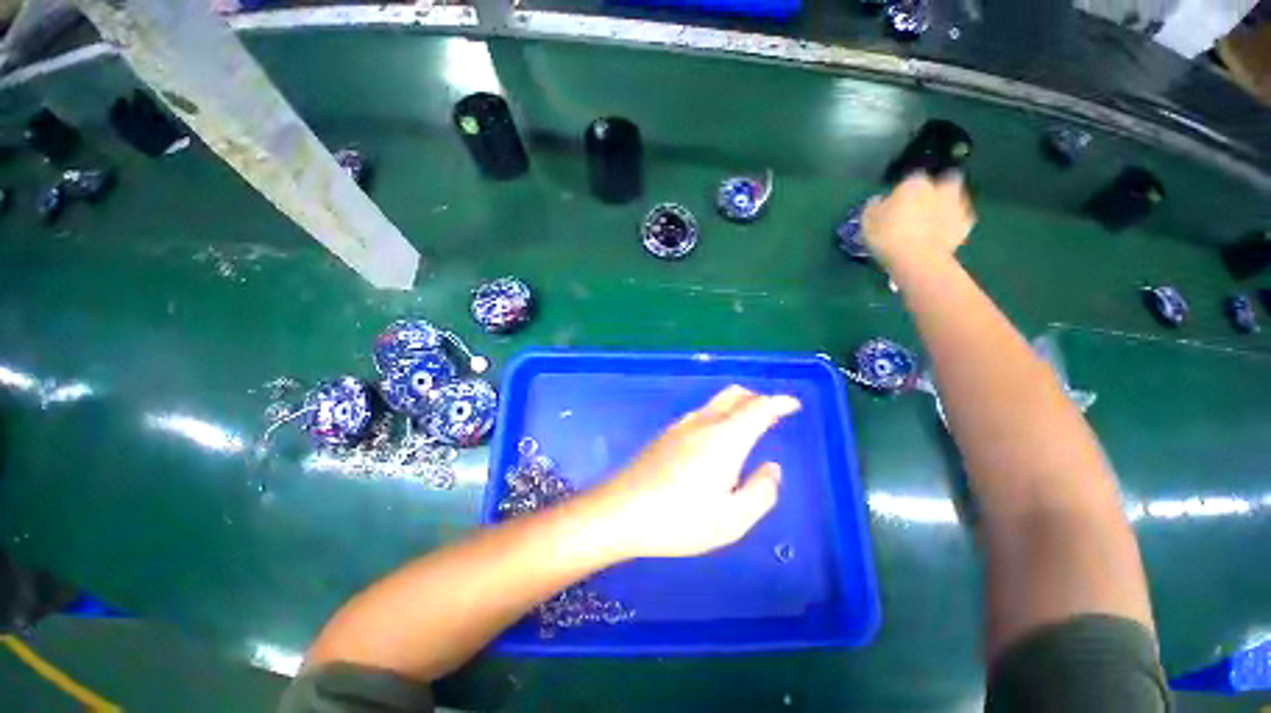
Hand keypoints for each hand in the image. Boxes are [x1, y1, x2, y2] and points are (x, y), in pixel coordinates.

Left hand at [586, 386, 800, 559]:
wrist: (620, 511)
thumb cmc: (679, 519)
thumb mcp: (732, 519)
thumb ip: (762, 492)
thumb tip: (772, 468)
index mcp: (725, 438)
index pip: (758, 408)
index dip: (779, 402)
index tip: (793, 404)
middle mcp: (703, 423)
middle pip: (735, 395)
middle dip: (758, 398)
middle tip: (773, 414)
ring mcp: (681, 426)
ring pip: (716, 402)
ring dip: (737, 405)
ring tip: (749, 424)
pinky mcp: (666, 434)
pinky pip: (702, 413)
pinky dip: (720, 414)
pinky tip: (717, 437)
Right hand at [861, 173, 975, 272]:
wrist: (917, 258)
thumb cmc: (887, 236)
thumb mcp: (868, 222)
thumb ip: (874, 207)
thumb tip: (878, 202)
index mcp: (914, 183)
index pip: (910, 179)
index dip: (903, 192)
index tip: (895, 204)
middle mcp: (939, 188)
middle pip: (943, 180)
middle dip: (936, 190)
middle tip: (922, 206)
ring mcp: (956, 205)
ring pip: (954, 198)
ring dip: (946, 205)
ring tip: (931, 222)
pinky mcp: (966, 224)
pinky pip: (960, 220)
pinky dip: (952, 225)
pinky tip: (941, 235)